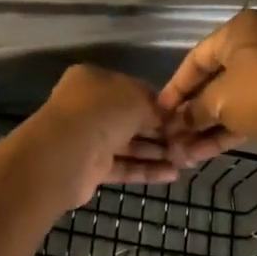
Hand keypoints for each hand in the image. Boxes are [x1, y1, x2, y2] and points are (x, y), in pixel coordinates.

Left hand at [14, 65, 176, 208]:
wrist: (67, 153)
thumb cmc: (103, 112)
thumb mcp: (137, 98)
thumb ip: (156, 106)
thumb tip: (168, 117)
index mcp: (95, 80)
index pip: (134, 89)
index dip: (160, 103)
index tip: (183, 117)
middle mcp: (89, 106)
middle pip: (132, 118)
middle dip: (160, 131)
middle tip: (189, 142)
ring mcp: (89, 138)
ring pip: (129, 144)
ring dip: (156, 152)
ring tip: (186, 161)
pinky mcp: (91, 168)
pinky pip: (124, 166)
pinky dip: (146, 170)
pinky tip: (172, 175)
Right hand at [158, 10, 256, 163]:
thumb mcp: (219, 102)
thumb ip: (193, 111)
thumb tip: (177, 124)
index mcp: (240, 28)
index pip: (197, 57)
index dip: (176, 87)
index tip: (161, 110)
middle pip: (217, 77)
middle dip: (195, 110)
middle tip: (175, 131)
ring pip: (237, 95)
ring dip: (212, 122)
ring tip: (189, 150)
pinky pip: (255, 103)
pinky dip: (235, 122)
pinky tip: (211, 149)